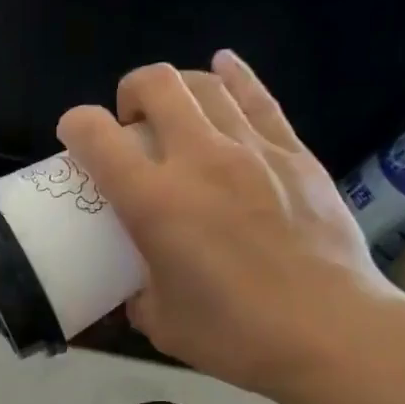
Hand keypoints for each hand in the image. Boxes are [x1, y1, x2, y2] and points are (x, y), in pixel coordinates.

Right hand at [57, 51, 402, 397]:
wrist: (330, 330)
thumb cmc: (236, 335)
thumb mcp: (162, 324)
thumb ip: (139, 295)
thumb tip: (138, 288)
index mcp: (154, 202)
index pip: (97, 137)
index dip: (75, 125)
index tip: (74, 137)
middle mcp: (199, 160)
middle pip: (157, 85)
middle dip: (131, 91)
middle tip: (130, 122)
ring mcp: (252, 150)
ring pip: (207, 84)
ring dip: (178, 87)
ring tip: (175, 109)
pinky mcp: (295, 154)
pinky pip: (258, 98)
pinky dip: (234, 77)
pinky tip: (224, 69)